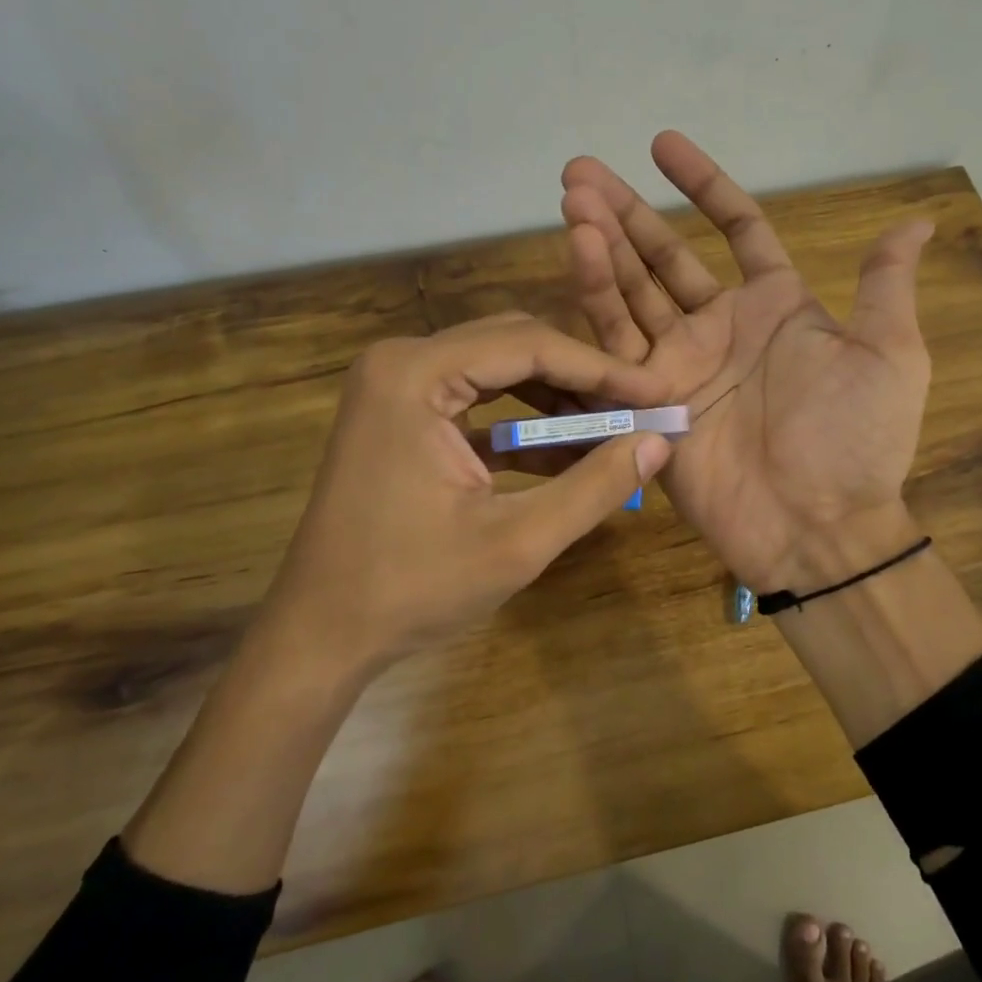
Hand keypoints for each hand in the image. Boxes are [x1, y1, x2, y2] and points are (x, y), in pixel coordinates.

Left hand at [260, 312, 671, 671]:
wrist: (321, 635)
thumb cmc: (411, 589)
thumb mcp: (518, 541)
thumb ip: (595, 486)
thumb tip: (660, 442)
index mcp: (415, 374)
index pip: (529, 346)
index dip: (602, 369)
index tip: (659, 391)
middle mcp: (401, 361)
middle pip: (513, 346)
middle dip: (581, 378)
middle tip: (640, 409)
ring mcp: (396, 386)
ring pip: (499, 370)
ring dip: (557, 400)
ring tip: (614, 431)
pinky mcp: (400, 415)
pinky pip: (477, 401)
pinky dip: (523, 424)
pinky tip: (570, 454)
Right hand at [560, 131, 933, 591]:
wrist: (818, 526)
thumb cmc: (857, 438)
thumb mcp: (889, 355)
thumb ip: (885, 286)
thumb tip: (917, 223)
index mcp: (775, 307)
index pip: (735, 228)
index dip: (702, 184)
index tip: (661, 144)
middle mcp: (721, 327)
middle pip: (665, 254)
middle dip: (625, 212)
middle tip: (580, 171)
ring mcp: (681, 362)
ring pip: (632, 290)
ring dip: (601, 244)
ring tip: (571, 199)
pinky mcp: (649, 400)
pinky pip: (617, 341)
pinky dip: (596, 298)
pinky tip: (577, 252)